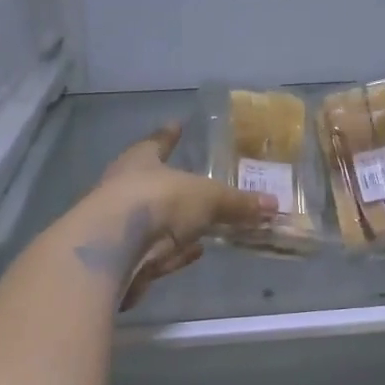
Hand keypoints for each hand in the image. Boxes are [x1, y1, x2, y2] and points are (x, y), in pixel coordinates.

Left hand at [90, 121, 276, 308]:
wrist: (112, 251)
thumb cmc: (158, 202)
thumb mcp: (207, 198)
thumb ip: (237, 203)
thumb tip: (273, 205)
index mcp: (140, 160)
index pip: (158, 142)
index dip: (169, 135)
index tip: (176, 125)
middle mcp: (125, 188)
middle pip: (155, 183)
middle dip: (175, 185)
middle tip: (199, 184)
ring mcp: (121, 226)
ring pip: (157, 221)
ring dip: (179, 224)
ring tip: (205, 224)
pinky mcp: (123, 259)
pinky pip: (157, 251)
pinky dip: (176, 251)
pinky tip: (193, 252)